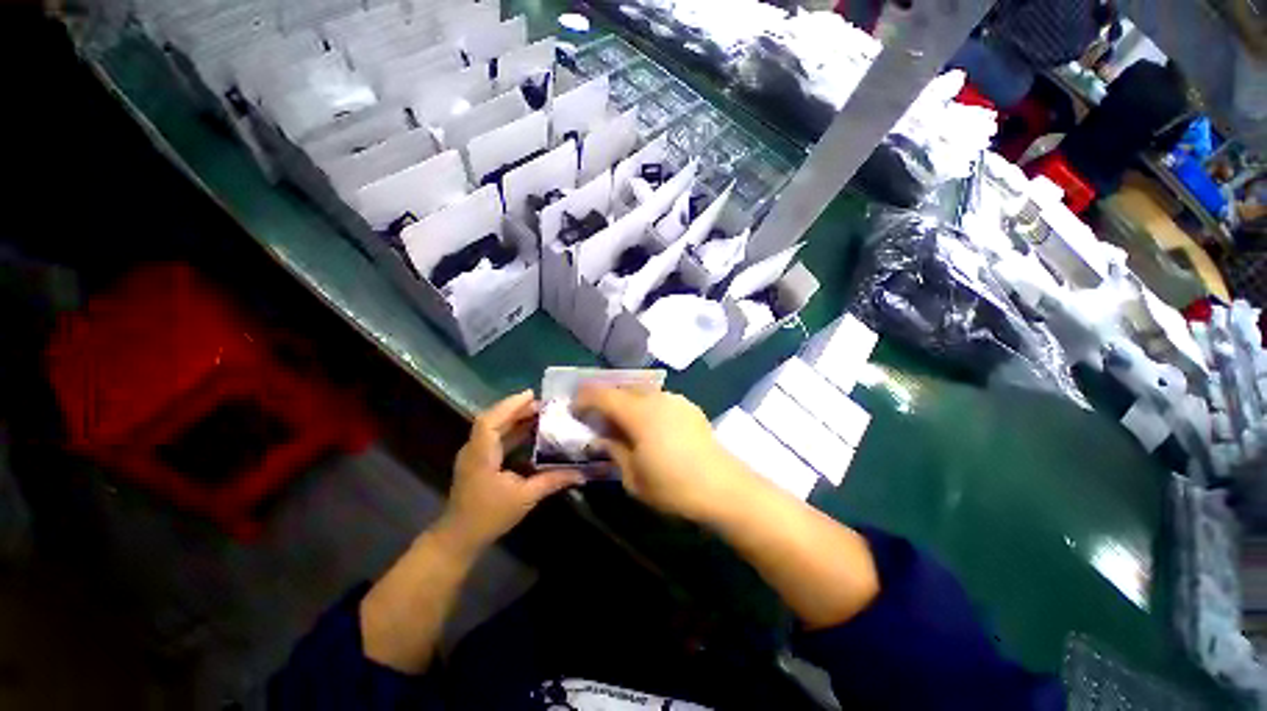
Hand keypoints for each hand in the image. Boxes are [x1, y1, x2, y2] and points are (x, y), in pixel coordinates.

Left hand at [441, 391, 583, 553]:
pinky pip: (495, 437)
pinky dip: (512, 430)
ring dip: (514, 418)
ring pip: (493, 427)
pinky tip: (529, 430)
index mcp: (481, 455)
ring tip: (539, 412)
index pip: (490, 421)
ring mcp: (475, 455)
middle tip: (543, 404)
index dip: (509, 405)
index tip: (532, 395)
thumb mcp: (525, 498)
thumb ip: (553, 481)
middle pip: (493, 419)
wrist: (459, 538)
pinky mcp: (479, 461)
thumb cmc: (489, 517)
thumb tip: (582, 473)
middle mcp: (474, 449)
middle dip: (517, 408)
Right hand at [574, 386, 754, 521]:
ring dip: (626, 400)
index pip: (603, 395)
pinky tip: (649, 424)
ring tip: (622, 419)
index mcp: (638, 413)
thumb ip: (614, 451)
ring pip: (642, 391)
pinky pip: (659, 398)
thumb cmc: (673, 486)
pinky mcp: (689, 407)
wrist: (722, 487)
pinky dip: (646, 405)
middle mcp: (656, 399)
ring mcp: (675, 400)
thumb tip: (602, 438)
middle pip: (623, 387)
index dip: (584, 398)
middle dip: (605, 397)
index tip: (574, 408)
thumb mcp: (633, 477)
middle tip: (596, 414)